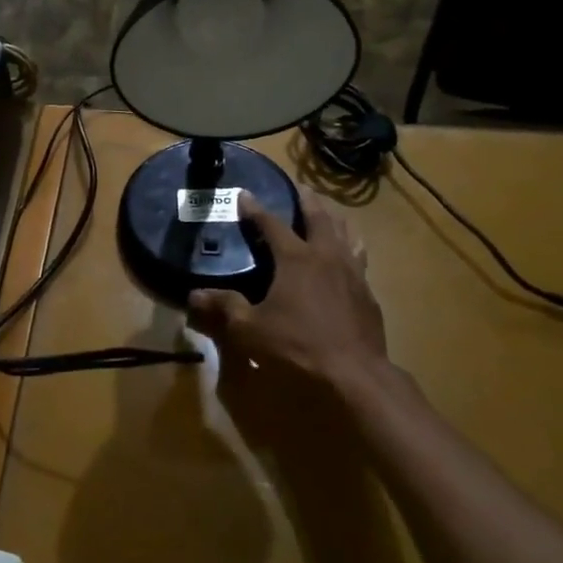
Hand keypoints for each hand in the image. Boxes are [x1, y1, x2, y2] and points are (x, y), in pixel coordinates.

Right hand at [190, 196, 395, 437]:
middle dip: (306, 199)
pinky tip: (347, 258)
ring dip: (334, 219)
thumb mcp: (250, 329)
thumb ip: (225, 307)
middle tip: (298, 187)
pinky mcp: (368, 293)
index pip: (272, 224)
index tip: (244, 194)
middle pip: (319, 217)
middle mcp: (326, 256)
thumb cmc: (297, 346)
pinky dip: (350, 247)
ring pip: (346, 233)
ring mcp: (352, 273)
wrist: (355, 374)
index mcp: (296, 258)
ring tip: (328, 213)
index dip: (255, 208)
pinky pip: (359, 258)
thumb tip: (194, 295)